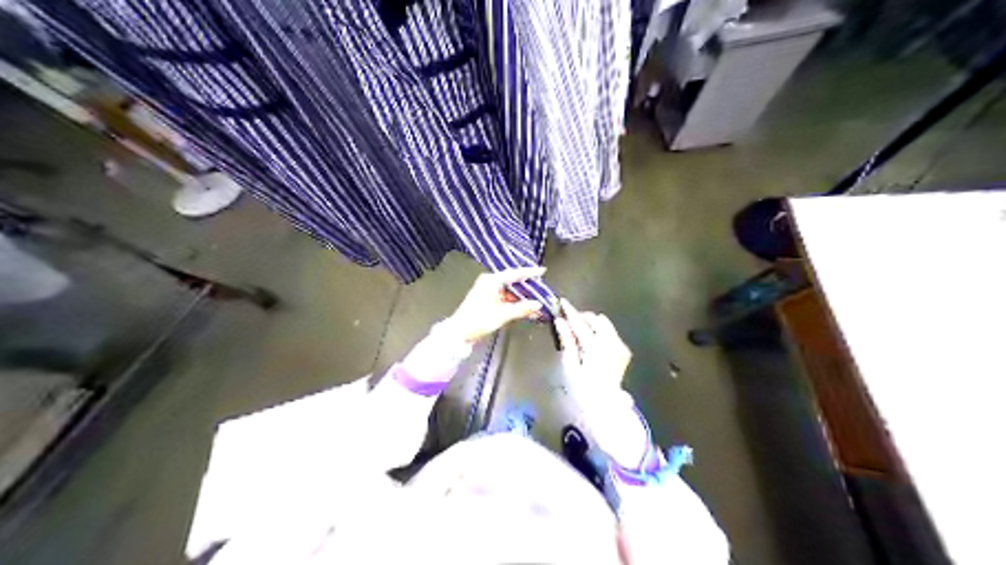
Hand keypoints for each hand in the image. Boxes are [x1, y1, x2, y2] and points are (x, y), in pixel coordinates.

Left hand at [443, 268, 547, 343]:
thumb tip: (537, 304)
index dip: (529, 272)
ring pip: (511, 292)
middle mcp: (490, 283)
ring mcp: (489, 292)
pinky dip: (516, 304)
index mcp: (491, 281)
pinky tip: (526, 311)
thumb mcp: (502, 314)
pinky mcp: (488, 301)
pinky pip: (506, 299)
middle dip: (528, 289)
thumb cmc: (476, 320)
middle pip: (514, 282)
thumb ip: (521, 309)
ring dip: (523, 299)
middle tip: (542, 291)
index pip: (515, 273)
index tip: (542, 271)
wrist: (459, 332)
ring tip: (537, 305)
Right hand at [554, 298, 648, 465]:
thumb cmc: (583, 389)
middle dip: (583, 318)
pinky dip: (600, 333)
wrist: (606, 406)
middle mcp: (611, 343)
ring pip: (605, 324)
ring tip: (580, 335)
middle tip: (570, 324)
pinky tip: (592, 344)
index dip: (570, 311)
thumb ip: (567, 341)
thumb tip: (561, 322)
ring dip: (592, 325)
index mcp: (595, 347)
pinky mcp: (623, 351)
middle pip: (596, 319)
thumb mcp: (570, 366)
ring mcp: (620, 346)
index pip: (580, 323)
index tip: (562, 301)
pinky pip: (610, 334)